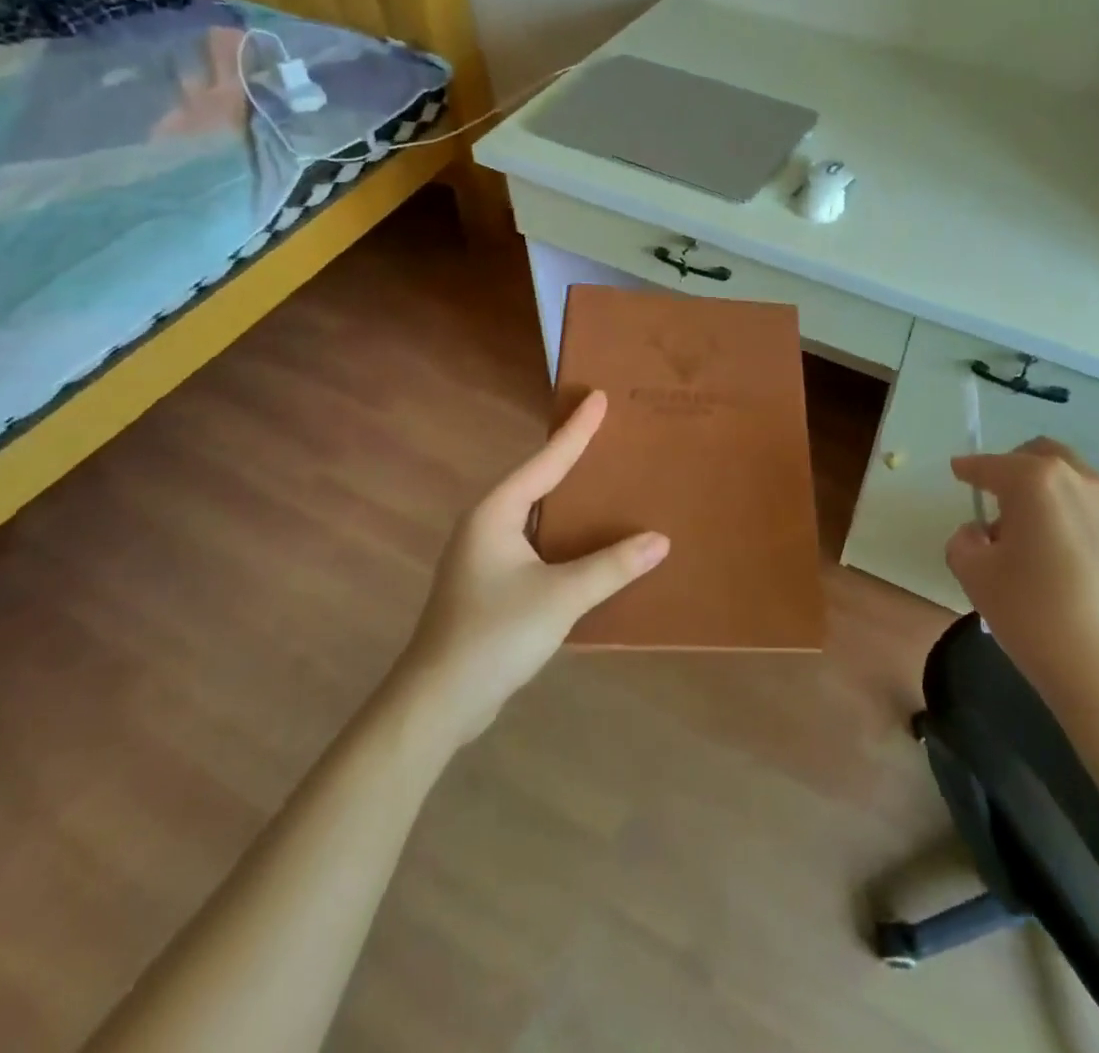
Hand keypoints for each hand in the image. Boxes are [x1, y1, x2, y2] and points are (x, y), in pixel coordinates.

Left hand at [393, 391, 668, 746]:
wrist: (437, 702)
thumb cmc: (494, 635)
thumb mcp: (560, 598)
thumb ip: (612, 567)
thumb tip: (660, 540)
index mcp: (495, 513)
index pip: (546, 460)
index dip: (576, 430)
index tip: (599, 396)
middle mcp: (486, 525)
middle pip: (537, 479)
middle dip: (570, 456)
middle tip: (607, 431)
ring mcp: (484, 556)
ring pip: (535, 513)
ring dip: (567, 498)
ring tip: (604, 480)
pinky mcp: (489, 584)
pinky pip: (534, 542)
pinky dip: (561, 534)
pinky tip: (586, 542)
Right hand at [946, 439, 1098, 733]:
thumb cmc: (1038, 617)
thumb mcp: (976, 578)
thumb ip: (965, 543)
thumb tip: (981, 533)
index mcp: (1035, 481)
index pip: (992, 465)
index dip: (970, 469)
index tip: (958, 471)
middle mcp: (1081, 480)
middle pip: (1041, 457)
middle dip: (1014, 469)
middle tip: (996, 497)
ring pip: (1073, 482)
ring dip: (1047, 494)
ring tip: (1032, 536)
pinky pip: (1097, 511)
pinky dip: (1074, 517)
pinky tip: (1067, 556)